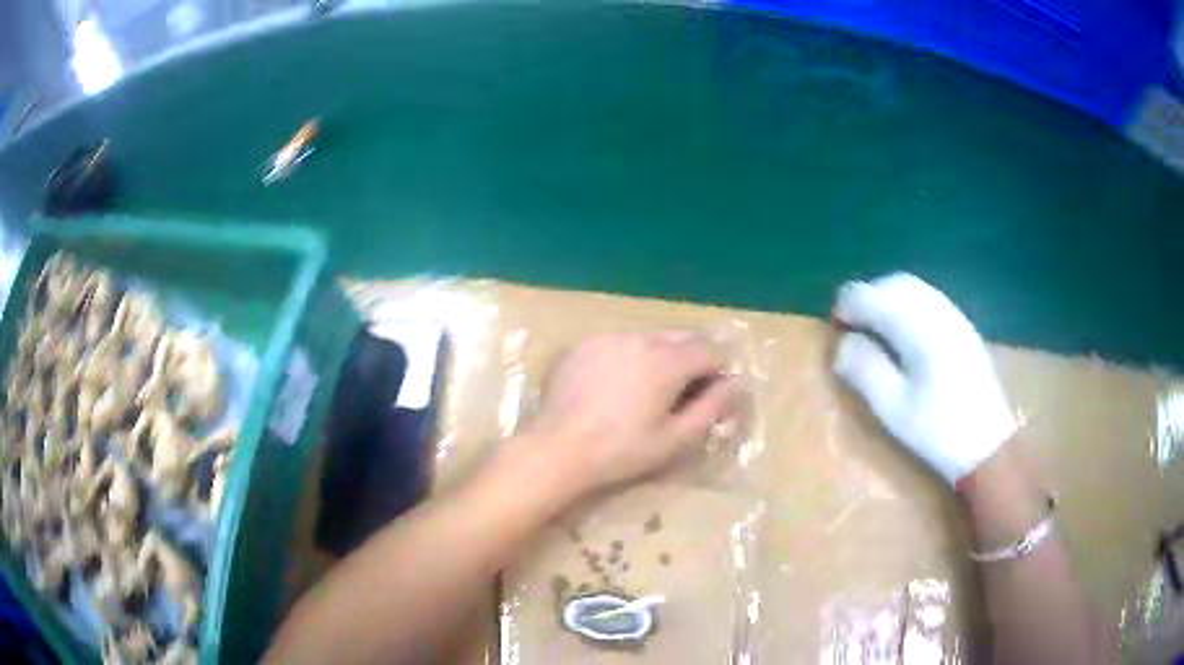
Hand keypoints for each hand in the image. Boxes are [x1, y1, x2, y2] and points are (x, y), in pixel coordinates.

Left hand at [519, 331, 739, 498]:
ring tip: (651, 388)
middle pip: (680, 337)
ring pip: (648, 337)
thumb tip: (737, 385)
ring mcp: (607, 338)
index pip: (709, 351)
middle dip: (693, 357)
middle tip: (688, 389)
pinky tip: (616, 385)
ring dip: (661, 354)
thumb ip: (711, 408)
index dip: (720, 369)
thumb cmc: (621, 451)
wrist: (557, 449)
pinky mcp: (582, 345)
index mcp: (666, 361)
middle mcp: (639, 339)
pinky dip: (629, 356)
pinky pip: (618, 343)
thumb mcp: (675, 438)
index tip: (716, 391)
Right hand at [832, 273, 1016, 485]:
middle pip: (892, 283)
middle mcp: (937, 310)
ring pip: (912, 287)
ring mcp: (954, 316)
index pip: (871, 296)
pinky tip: (903, 333)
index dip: (847, 307)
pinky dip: (906, 304)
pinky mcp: (963, 327)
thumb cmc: (938, 431)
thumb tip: (842, 342)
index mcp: (918, 327)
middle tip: (850, 327)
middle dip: (866, 297)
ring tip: (873, 329)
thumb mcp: (893, 408)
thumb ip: (864, 368)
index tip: (834, 330)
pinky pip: (928, 298)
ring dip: (886, 298)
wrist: (988, 445)